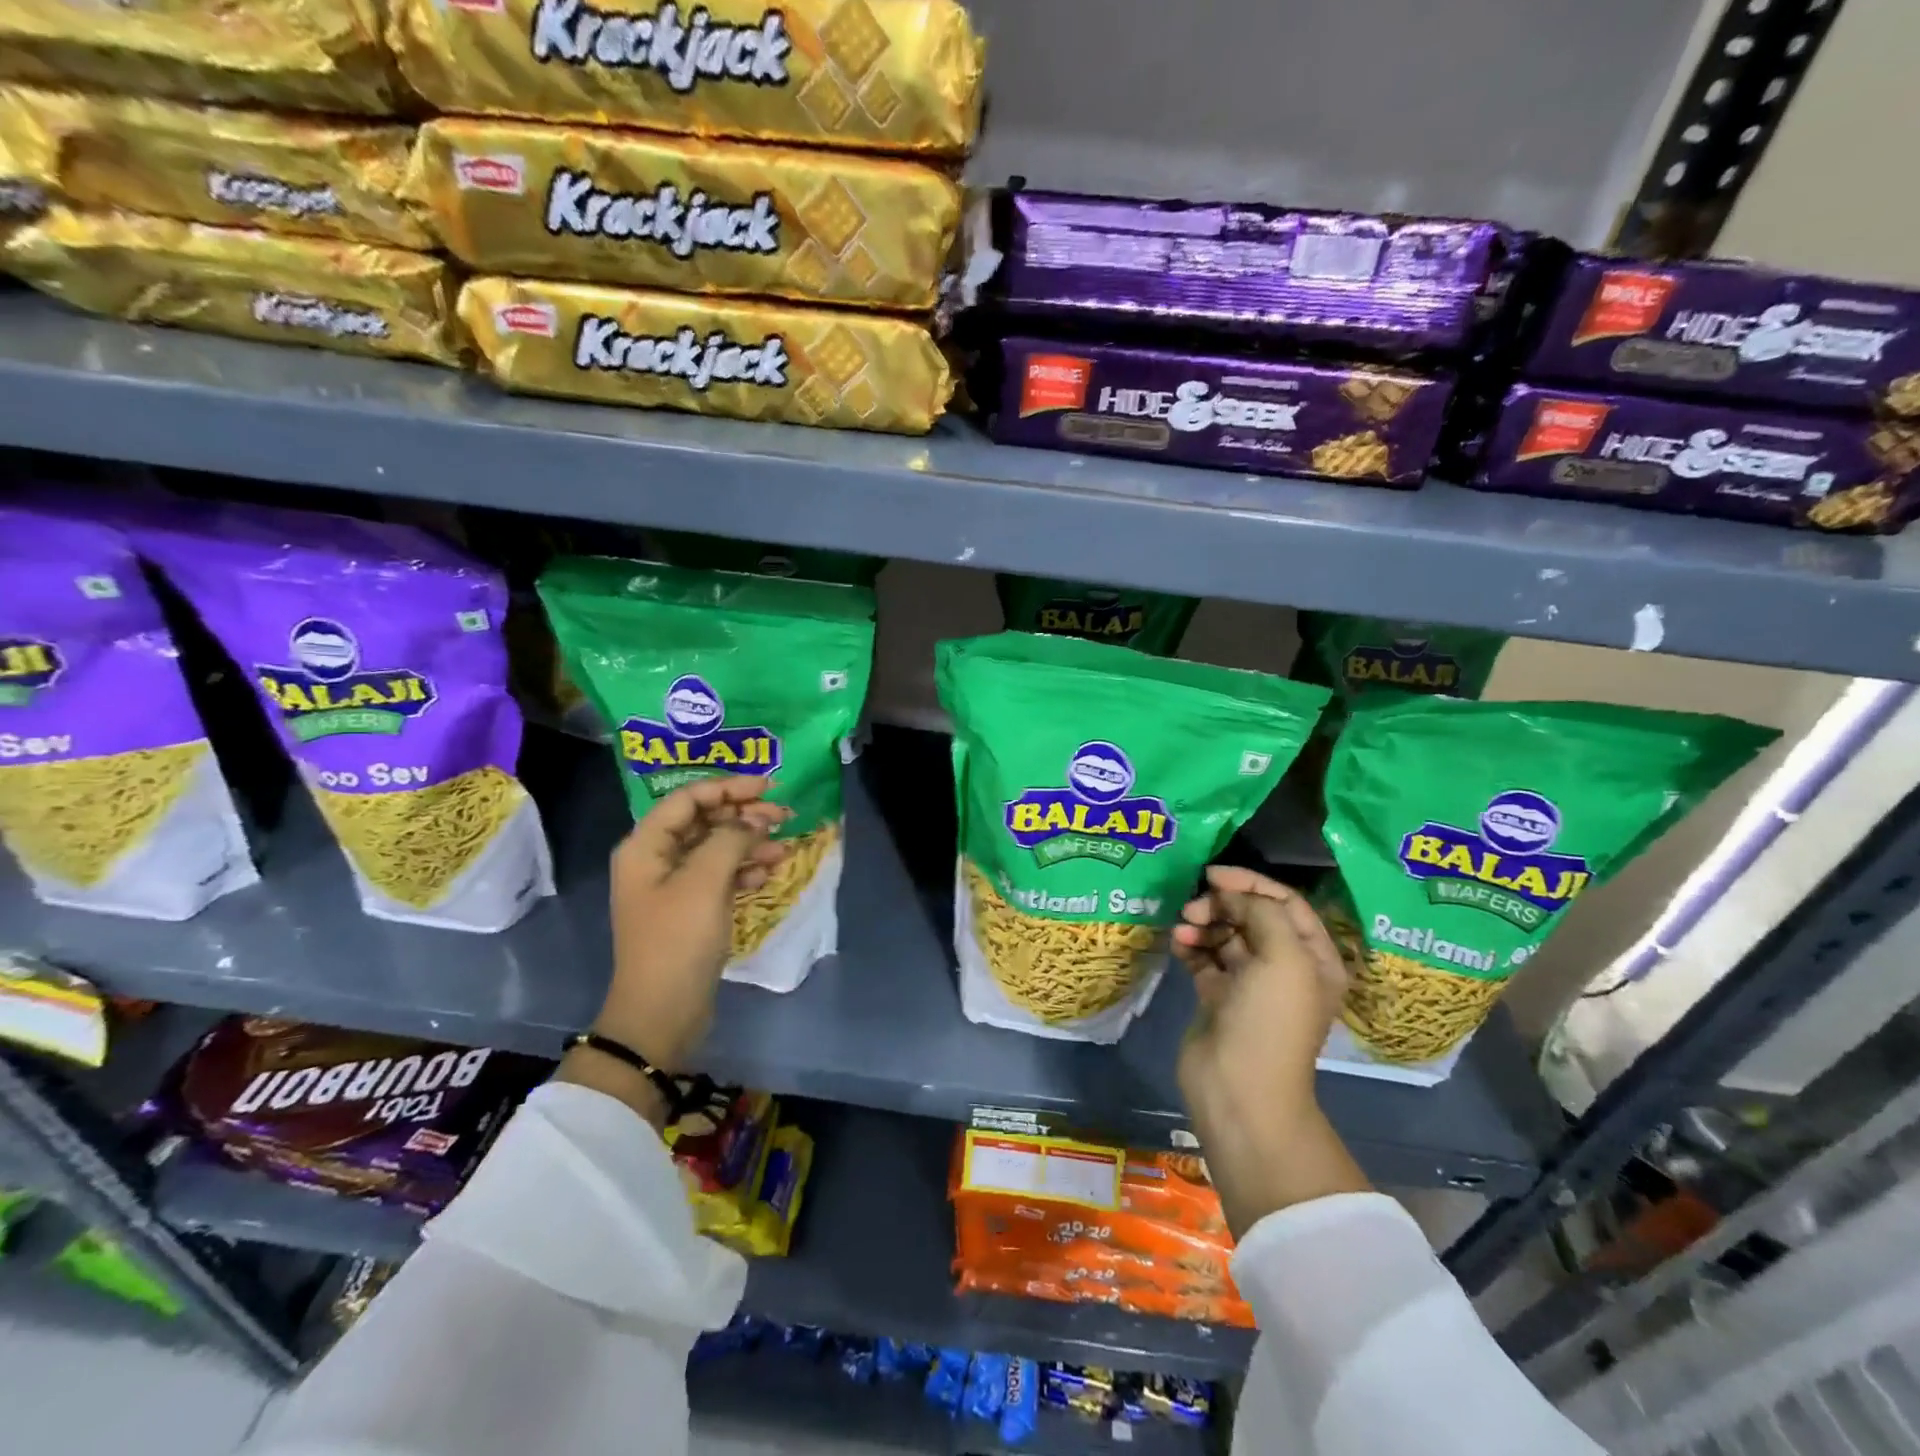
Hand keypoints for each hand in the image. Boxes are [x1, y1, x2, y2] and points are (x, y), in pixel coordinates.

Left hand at [596, 775, 790, 1070]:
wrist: (662, 1013)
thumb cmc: (678, 941)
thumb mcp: (705, 882)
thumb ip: (731, 839)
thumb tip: (754, 820)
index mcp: (646, 846)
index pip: (689, 799)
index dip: (729, 788)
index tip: (769, 786)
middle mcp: (657, 860)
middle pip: (704, 822)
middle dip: (744, 816)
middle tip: (784, 816)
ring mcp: (674, 887)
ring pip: (717, 849)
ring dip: (750, 844)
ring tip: (783, 848)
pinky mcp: (691, 910)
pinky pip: (721, 876)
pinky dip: (744, 870)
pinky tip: (768, 873)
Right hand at [1174, 865, 1347, 1117]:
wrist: (1239, 1089)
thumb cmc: (1270, 1020)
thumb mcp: (1283, 957)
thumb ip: (1261, 912)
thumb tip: (1229, 895)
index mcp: (1312, 957)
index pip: (1284, 902)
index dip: (1250, 883)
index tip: (1213, 875)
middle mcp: (1284, 966)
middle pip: (1251, 916)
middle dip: (1221, 904)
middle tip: (1193, 908)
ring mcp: (1249, 983)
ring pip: (1224, 934)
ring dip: (1202, 923)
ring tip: (1183, 928)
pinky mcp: (1217, 996)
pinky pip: (1203, 957)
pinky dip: (1190, 945)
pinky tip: (1177, 943)